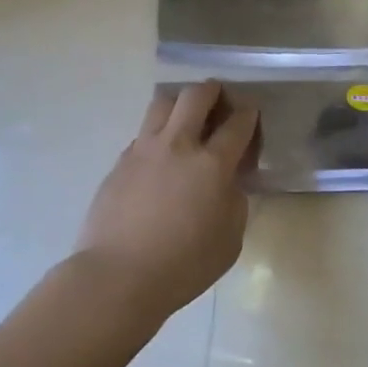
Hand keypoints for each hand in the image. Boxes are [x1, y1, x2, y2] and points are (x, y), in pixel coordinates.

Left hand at [73, 82, 260, 319]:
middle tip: (219, 100)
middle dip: (212, 91)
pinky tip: (159, 157)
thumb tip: (228, 183)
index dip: (248, 115)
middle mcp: (178, 145)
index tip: (250, 115)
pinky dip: (156, 134)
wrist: (117, 276)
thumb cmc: (183, 265)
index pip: (237, 124)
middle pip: (195, 96)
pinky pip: (142, 133)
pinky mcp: (119, 162)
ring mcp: (143, 149)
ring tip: (185, 118)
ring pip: (162, 102)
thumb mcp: (230, 240)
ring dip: (179, 102)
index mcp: (211, 163)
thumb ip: (235, 202)